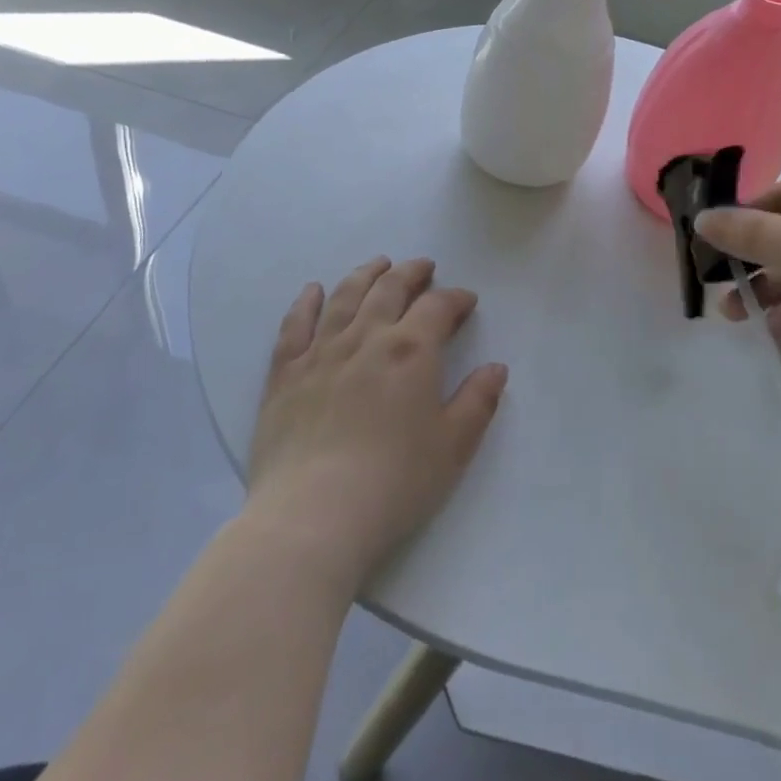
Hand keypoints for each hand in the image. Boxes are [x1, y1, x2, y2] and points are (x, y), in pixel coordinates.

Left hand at [244, 256, 507, 590]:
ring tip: (379, 264)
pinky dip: (305, 303)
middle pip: (390, 289)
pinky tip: (313, 290)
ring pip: (344, 297)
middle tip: (424, 267)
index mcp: (411, 350)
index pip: (438, 307)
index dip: (456, 298)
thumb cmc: (394, 481)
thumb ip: (478, 401)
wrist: (312, 517)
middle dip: (411, 273)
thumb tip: (496, 368)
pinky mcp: (284, 375)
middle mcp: (366, 338)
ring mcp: (320, 353)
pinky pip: (294, 326)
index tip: (466, 301)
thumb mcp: (453, 445)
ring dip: (365, 275)